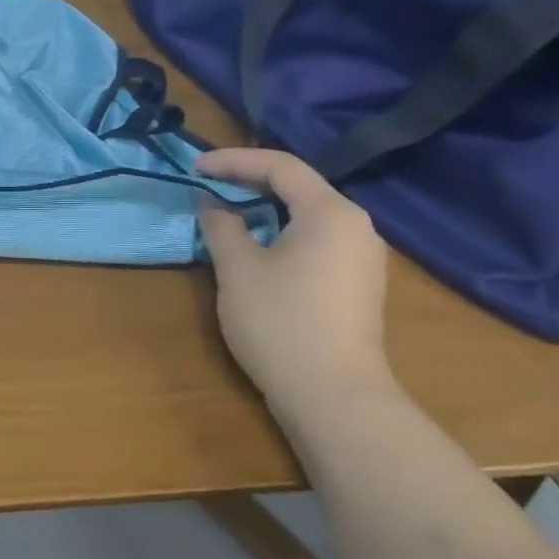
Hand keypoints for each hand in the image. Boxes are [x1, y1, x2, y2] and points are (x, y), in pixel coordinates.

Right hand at [196, 149, 392, 406]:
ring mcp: (363, 257)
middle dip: (250, 181)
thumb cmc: (281, 323)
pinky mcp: (359, 285)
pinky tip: (259, 248)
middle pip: (299, 186)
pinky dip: (284, 232)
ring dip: (266, 208)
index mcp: (330, 212)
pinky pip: (318, 240)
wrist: (334, 397)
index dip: (233, 160)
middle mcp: (356, 226)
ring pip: (309, 215)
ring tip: (228, 213)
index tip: (195, 167)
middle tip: (209, 186)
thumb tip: (210, 202)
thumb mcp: (238, 269)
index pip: (280, 166)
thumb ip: (221, 226)